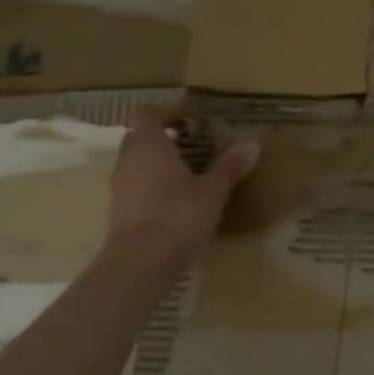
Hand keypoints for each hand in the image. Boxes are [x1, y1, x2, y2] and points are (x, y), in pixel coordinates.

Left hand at [105, 106, 259, 269]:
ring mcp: (121, 186)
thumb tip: (252, 142)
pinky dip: (154, 182)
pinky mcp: (121, 209)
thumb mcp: (213, 190)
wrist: (140, 262)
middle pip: (139, 137)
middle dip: (163, 136)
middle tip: (193, 143)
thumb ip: (230, 165)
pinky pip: (137, 184)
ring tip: (190, 170)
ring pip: (137, 161)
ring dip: (158, 160)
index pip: (147, 114)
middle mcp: (129, 160)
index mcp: (149, 146)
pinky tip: (178, 197)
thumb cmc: (178, 216)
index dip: (166, 112)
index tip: (190, 118)